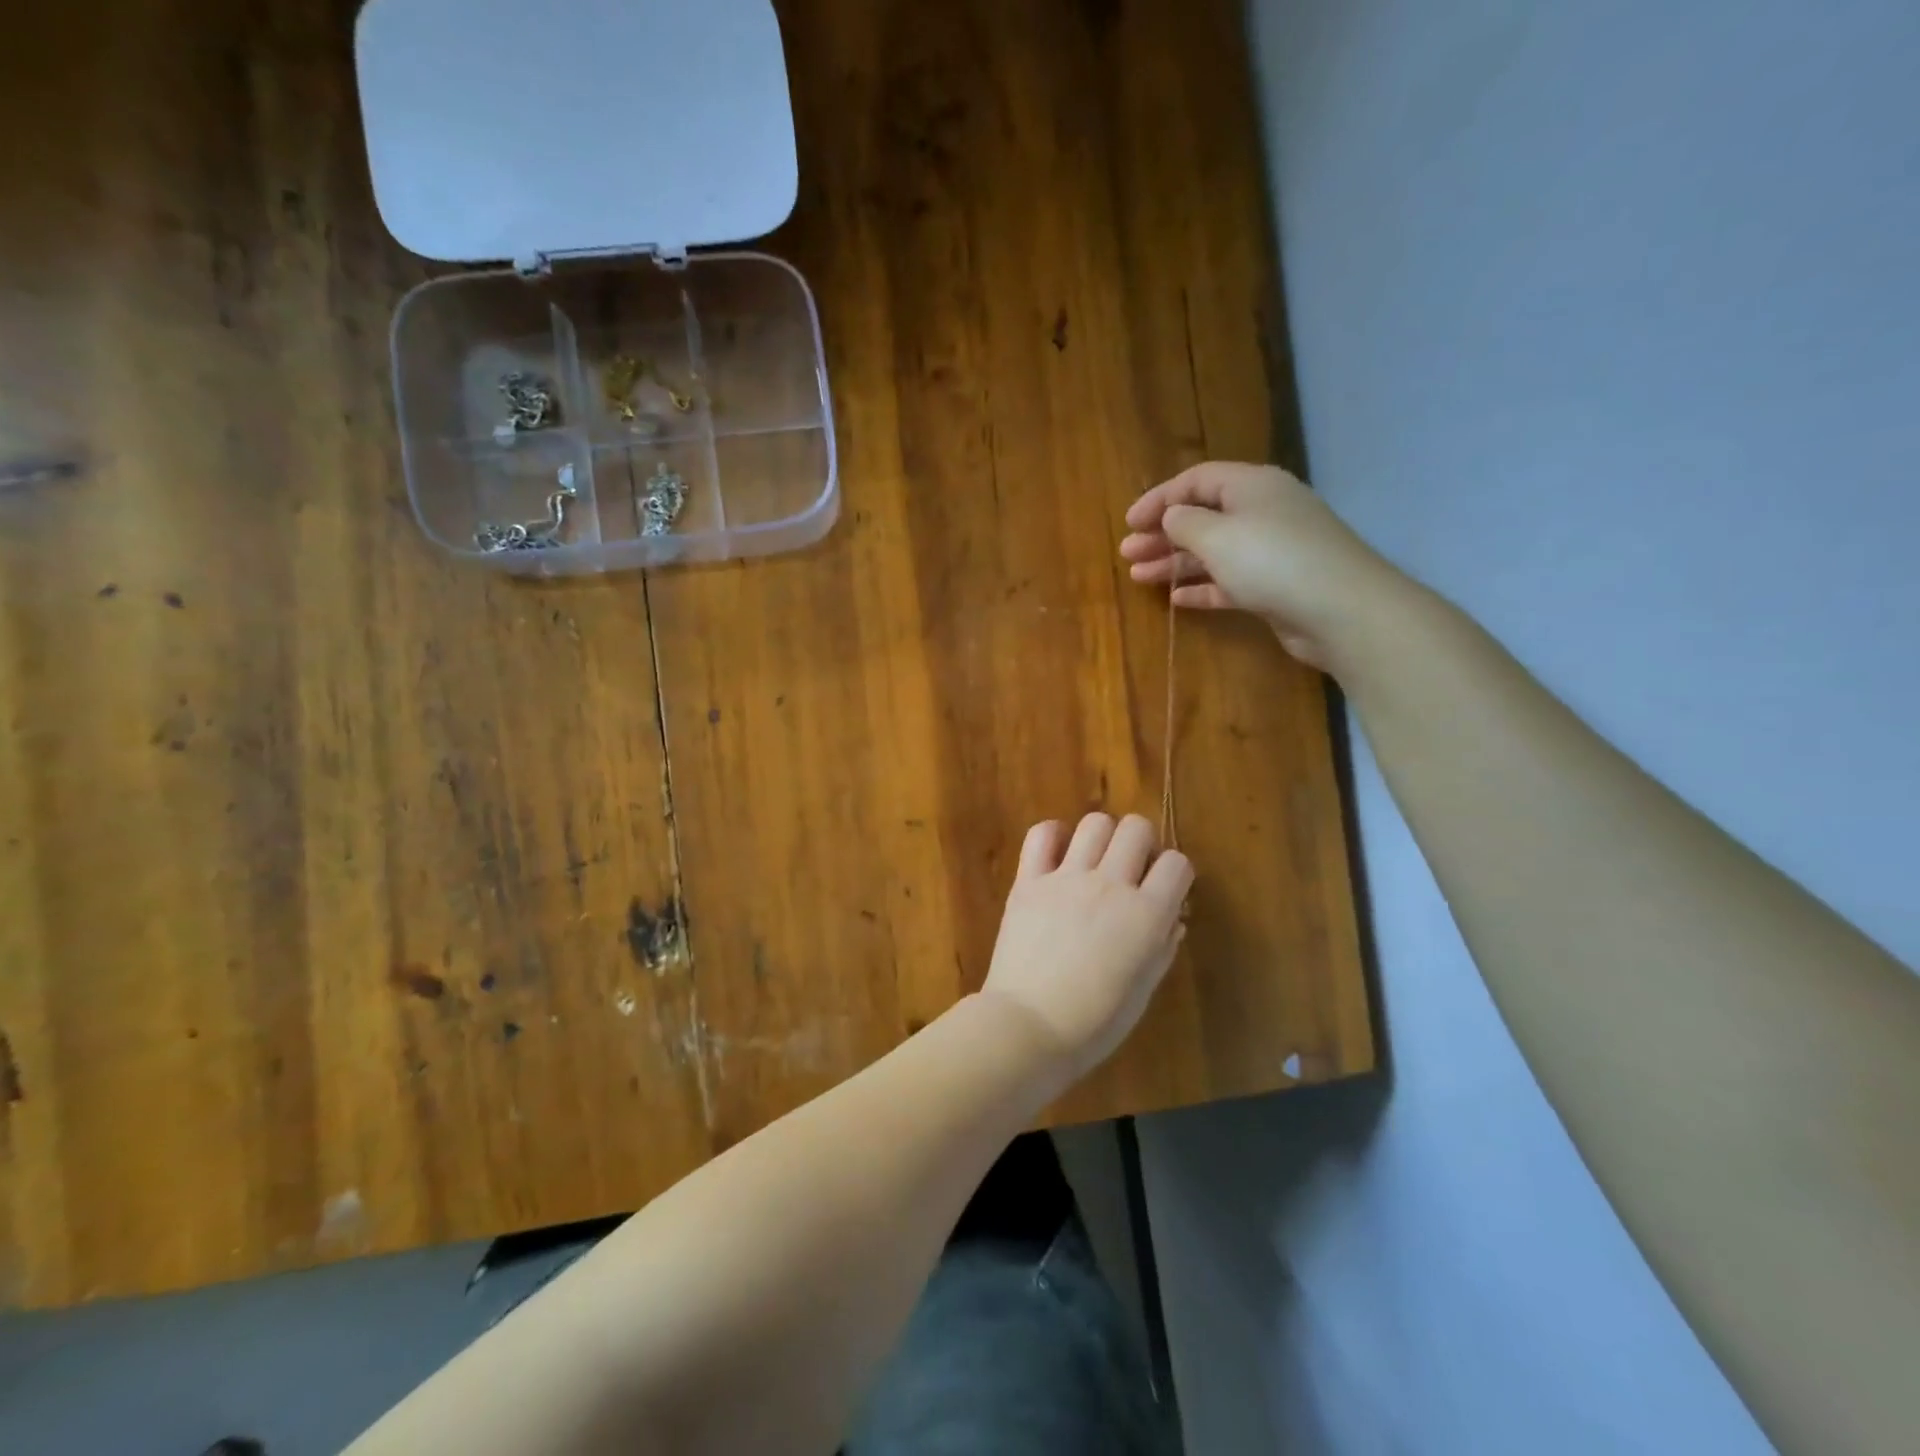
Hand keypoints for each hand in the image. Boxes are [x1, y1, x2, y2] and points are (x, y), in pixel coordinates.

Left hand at [981, 813, 1193, 1078]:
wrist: (1028, 1026)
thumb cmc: (1094, 1023)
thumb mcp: (1142, 991)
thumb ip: (1161, 948)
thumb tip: (1172, 919)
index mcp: (1146, 915)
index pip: (1177, 864)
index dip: (1175, 874)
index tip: (1164, 890)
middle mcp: (1110, 885)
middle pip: (1136, 829)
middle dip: (1142, 843)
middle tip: (1131, 870)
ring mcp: (1066, 878)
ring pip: (1095, 823)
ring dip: (1102, 837)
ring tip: (1095, 861)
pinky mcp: (1029, 880)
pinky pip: (1041, 834)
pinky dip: (1053, 835)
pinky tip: (1057, 855)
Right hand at [1119, 461, 1411, 671]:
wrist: (1340, 610)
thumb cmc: (1271, 561)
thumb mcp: (1217, 536)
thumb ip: (1185, 523)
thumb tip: (1172, 517)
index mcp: (1251, 487)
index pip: (1197, 480)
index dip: (1160, 498)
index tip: (1129, 522)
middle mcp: (1262, 512)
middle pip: (1203, 516)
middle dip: (1162, 534)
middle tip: (1127, 552)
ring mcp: (1270, 551)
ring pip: (1212, 552)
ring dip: (1175, 562)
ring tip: (1138, 576)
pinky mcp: (1274, 586)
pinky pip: (1228, 581)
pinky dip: (1202, 587)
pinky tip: (1176, 599)